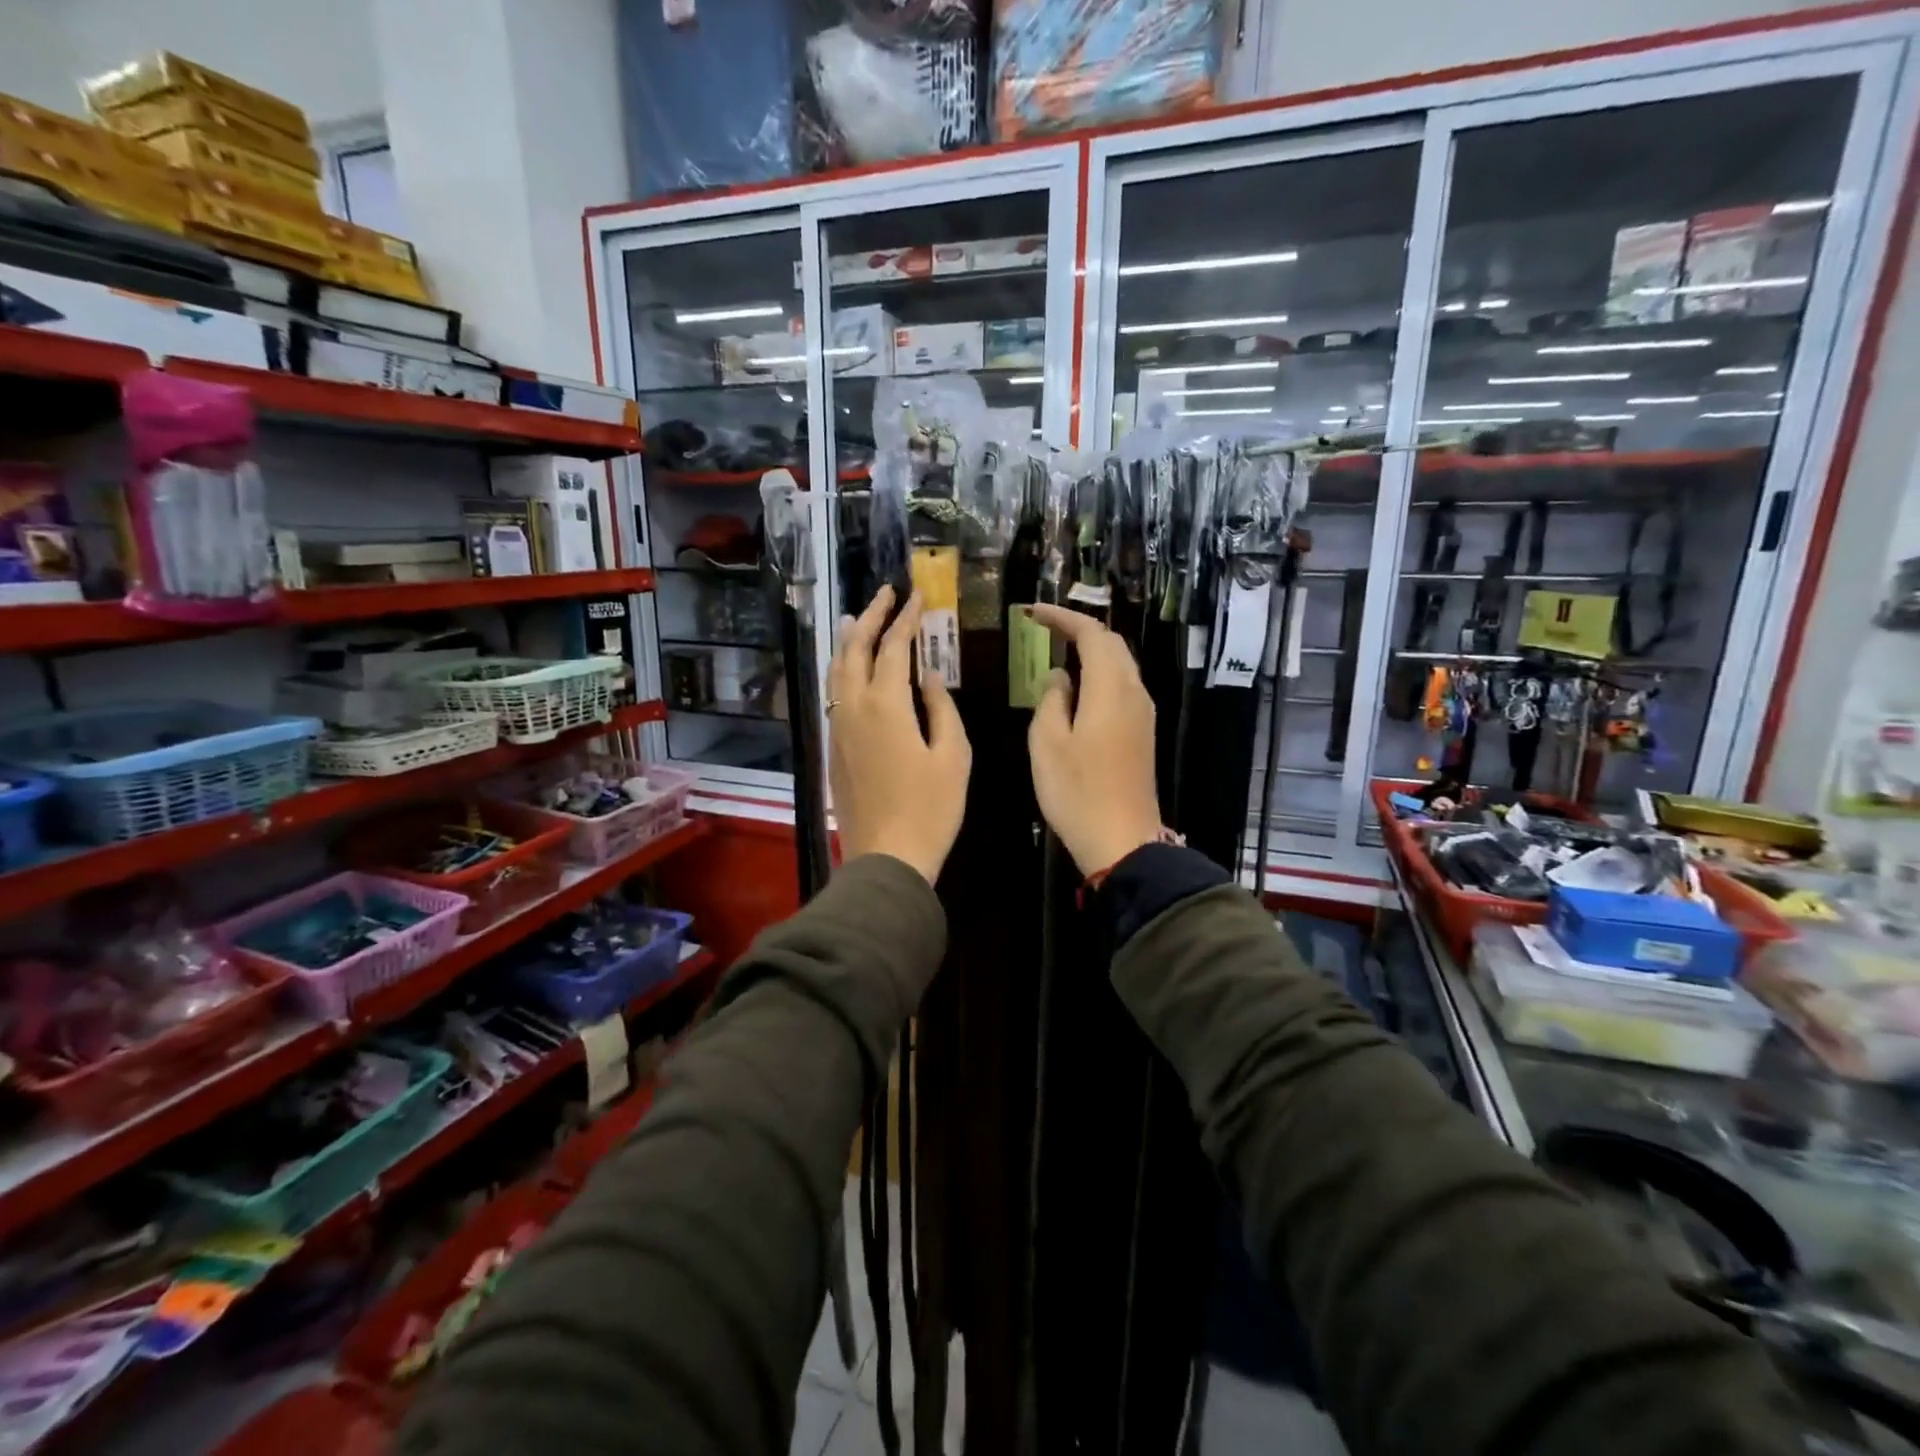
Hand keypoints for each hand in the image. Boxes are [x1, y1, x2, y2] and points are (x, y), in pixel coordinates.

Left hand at [828, 585, 970, 884]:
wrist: (887, 857)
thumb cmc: (931, 809)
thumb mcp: (953, 756)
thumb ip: (941, 708)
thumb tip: (927, 676)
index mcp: (886, 705)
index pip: (893, 647)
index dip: (906, 619)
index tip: (917, 597)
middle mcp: (854, 708)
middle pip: (855, 649)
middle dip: (870, 617)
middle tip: (885, 594)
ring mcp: (838, 729)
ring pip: (837, 671)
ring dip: (849, 640)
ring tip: (858, 618)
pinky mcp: (834, 748)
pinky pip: (834, 695)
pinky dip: (843, 670)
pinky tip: (852, 670)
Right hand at [1026, 605, 1162, 875]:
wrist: (1123, 841)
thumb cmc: (1077, 792)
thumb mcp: (1048, 743)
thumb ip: (1052, 700)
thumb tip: (1060, 677)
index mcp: (1110, 689)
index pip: (1091, 634)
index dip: (1062, 617)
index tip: (1032, 613)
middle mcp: (1133, 693)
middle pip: (1112, 644)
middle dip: (1079, 630)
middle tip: (1044, 629)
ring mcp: (1143, 714)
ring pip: (1120, 666)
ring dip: (1091, 653)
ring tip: (1057, 654)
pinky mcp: (1143, 734)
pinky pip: (1122, 688)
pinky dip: (1099, 676)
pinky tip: (1077, 690)